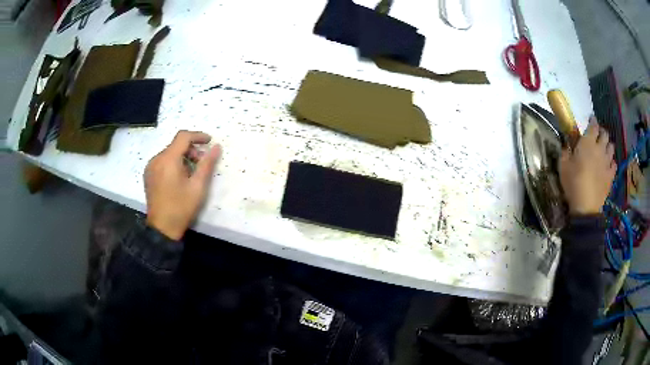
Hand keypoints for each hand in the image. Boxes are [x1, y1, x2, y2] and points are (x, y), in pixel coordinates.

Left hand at [144, 131, 221, 239]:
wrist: (162, 228)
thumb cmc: (181, 207)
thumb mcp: (198, 186)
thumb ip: (207, 164)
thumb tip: (216, 147)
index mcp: (168, 159)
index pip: (183, 137)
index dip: (198, 136)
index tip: (209, 141)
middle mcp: (156, 159)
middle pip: (176, 145)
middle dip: (191, 150)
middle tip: (202, 164)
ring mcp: (150, 167)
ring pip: (169, 153)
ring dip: (182, 157)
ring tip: (191, 174)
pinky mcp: (148, 175)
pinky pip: (162, 162)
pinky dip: (173, 164)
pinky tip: (179, 178)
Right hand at [559, 117, 616, 214]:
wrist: (585, 207)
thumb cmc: (573, 183)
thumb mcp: (563, 166)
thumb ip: (565, 152)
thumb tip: (567, 144)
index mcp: (588, 143)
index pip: (594, 125)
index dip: (593, 120)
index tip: (591, 120)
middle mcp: (600, 149)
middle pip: (605, 134)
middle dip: (602, 132)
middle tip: (597, 136)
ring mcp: (607, 162)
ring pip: (611, 147)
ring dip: (608, 146)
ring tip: (604, 149)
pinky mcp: (611, 175)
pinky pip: (614, 164)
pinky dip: (611, 161)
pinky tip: (608, 165)